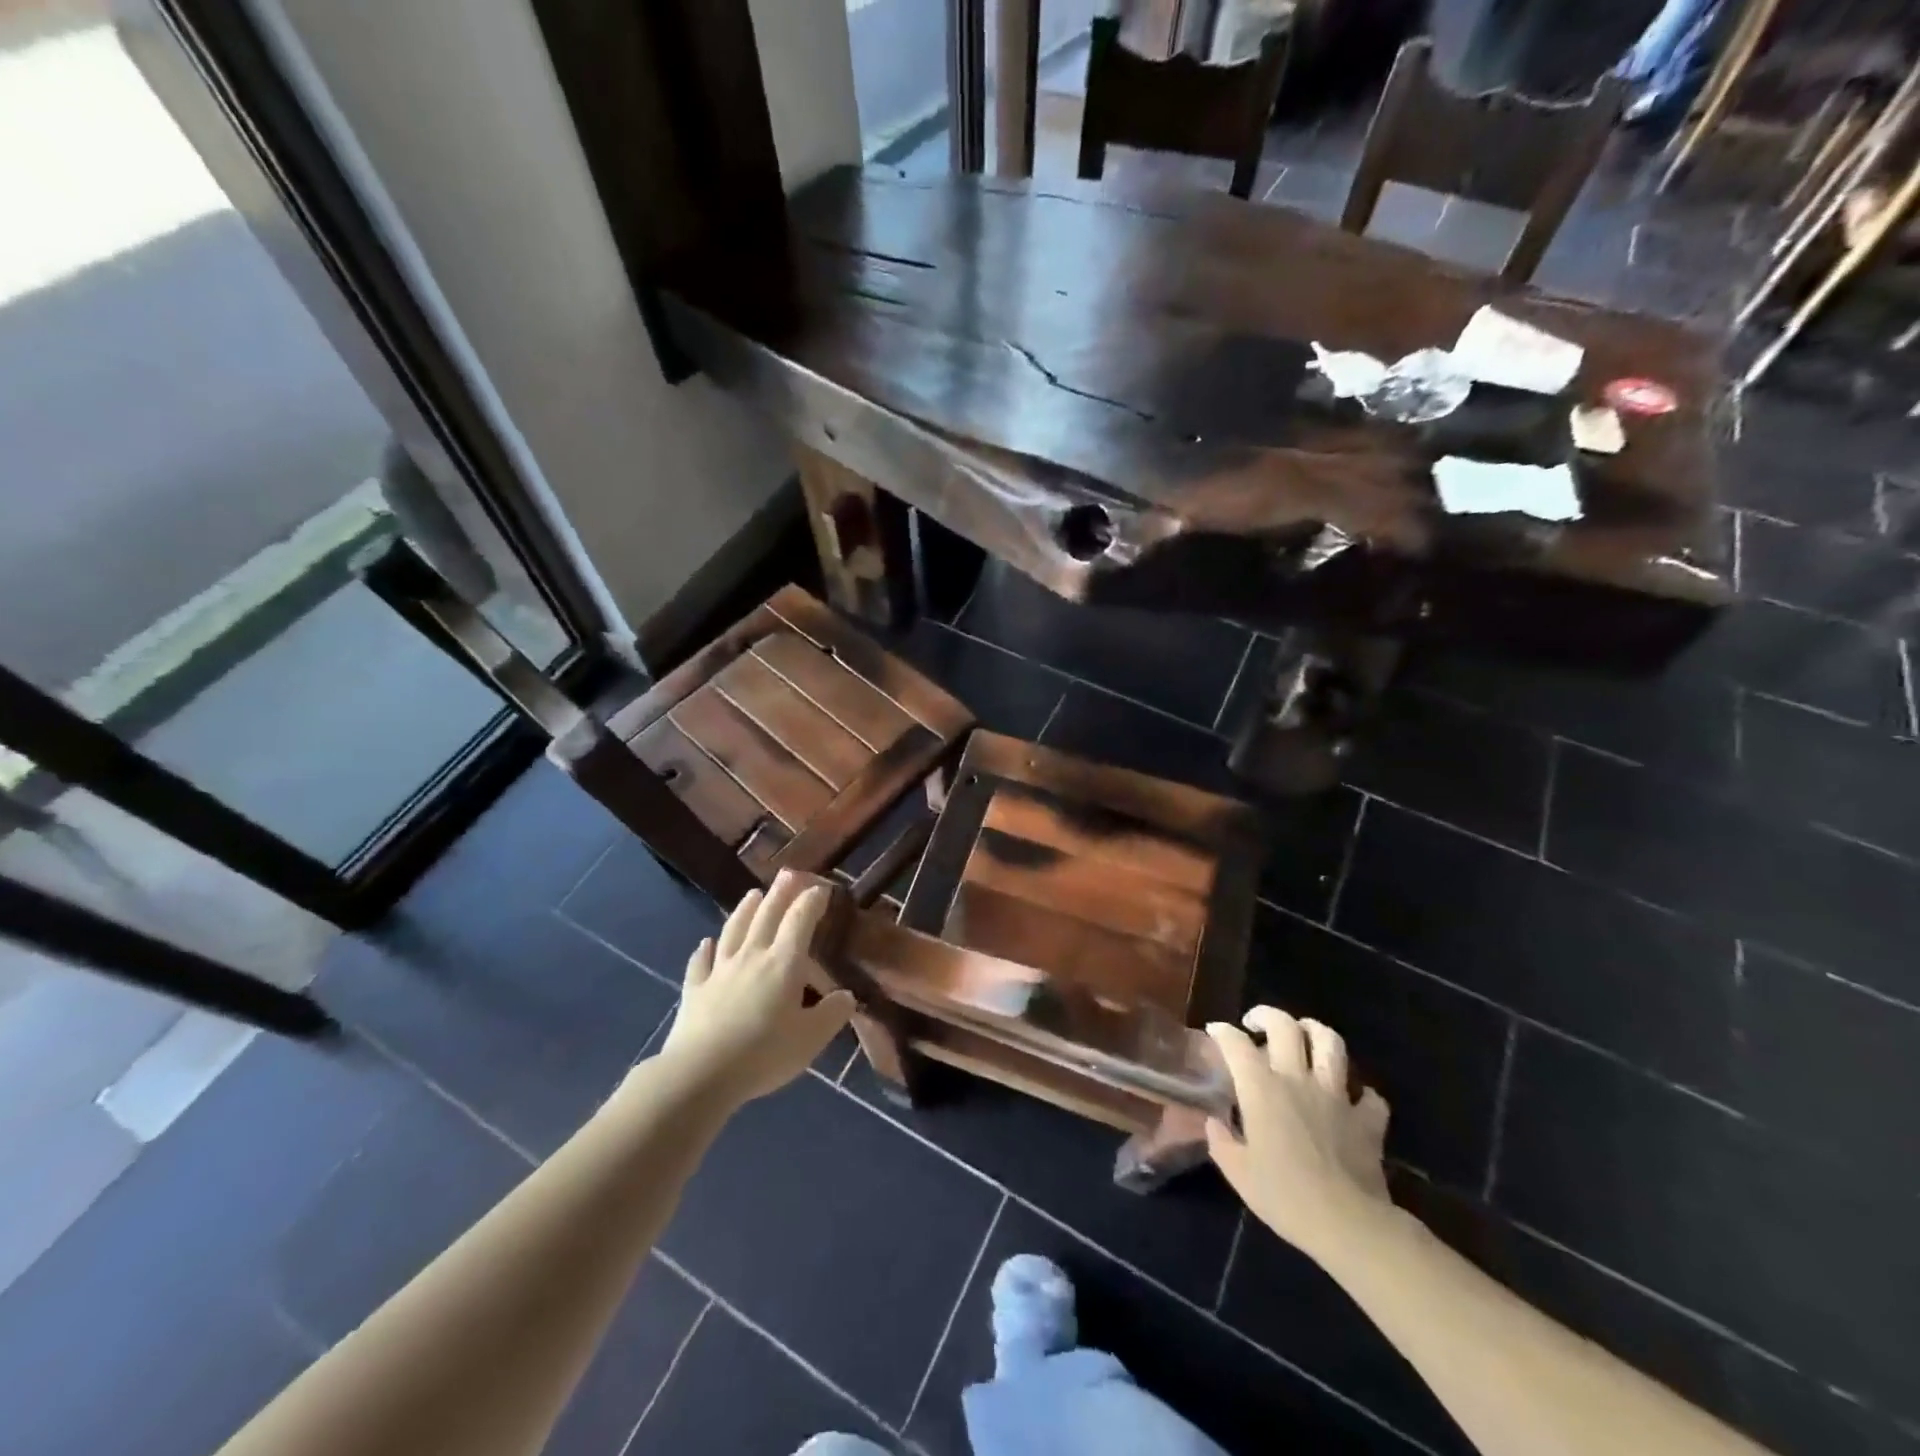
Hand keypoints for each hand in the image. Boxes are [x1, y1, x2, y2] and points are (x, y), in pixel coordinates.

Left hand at [660, 872, 855, 1108]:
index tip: (822, 888)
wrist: (700, 1074)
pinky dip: (704, 950)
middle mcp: (751, 956)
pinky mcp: (695, 990)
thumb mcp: (811, 1039)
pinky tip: (705, 943)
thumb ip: (832, 1014)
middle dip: (780, 893)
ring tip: (752, 893)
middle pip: (766, 916)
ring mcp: (719, 971)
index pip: (800, 920)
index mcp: (784, 963)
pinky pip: (700, 963)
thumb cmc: (764, 1054)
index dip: (812, 900)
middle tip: (788, 873)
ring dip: (744, 910)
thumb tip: (847, 996)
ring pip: (733, 930)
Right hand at [1205, 1007, 1392, 1264]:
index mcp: (1261, 1089)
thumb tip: (1214, 1123)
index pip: (1237, 1044)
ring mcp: (1337, 1097)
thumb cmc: (1284, 1196)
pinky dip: (1362, 1094)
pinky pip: (1370, 1097)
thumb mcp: (1238, 1173)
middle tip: (1257, 1023)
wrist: (1347, 1224)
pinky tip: (1353, 1100)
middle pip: (1285, 1026)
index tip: (1215, 1031)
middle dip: (1267, 1015)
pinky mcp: (1368, 1121)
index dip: (1223, 1033)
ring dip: (1315, 1032)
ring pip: (1331, 1044)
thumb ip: (1221, 1141)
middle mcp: (1298, 1080)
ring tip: (1305, 1035)